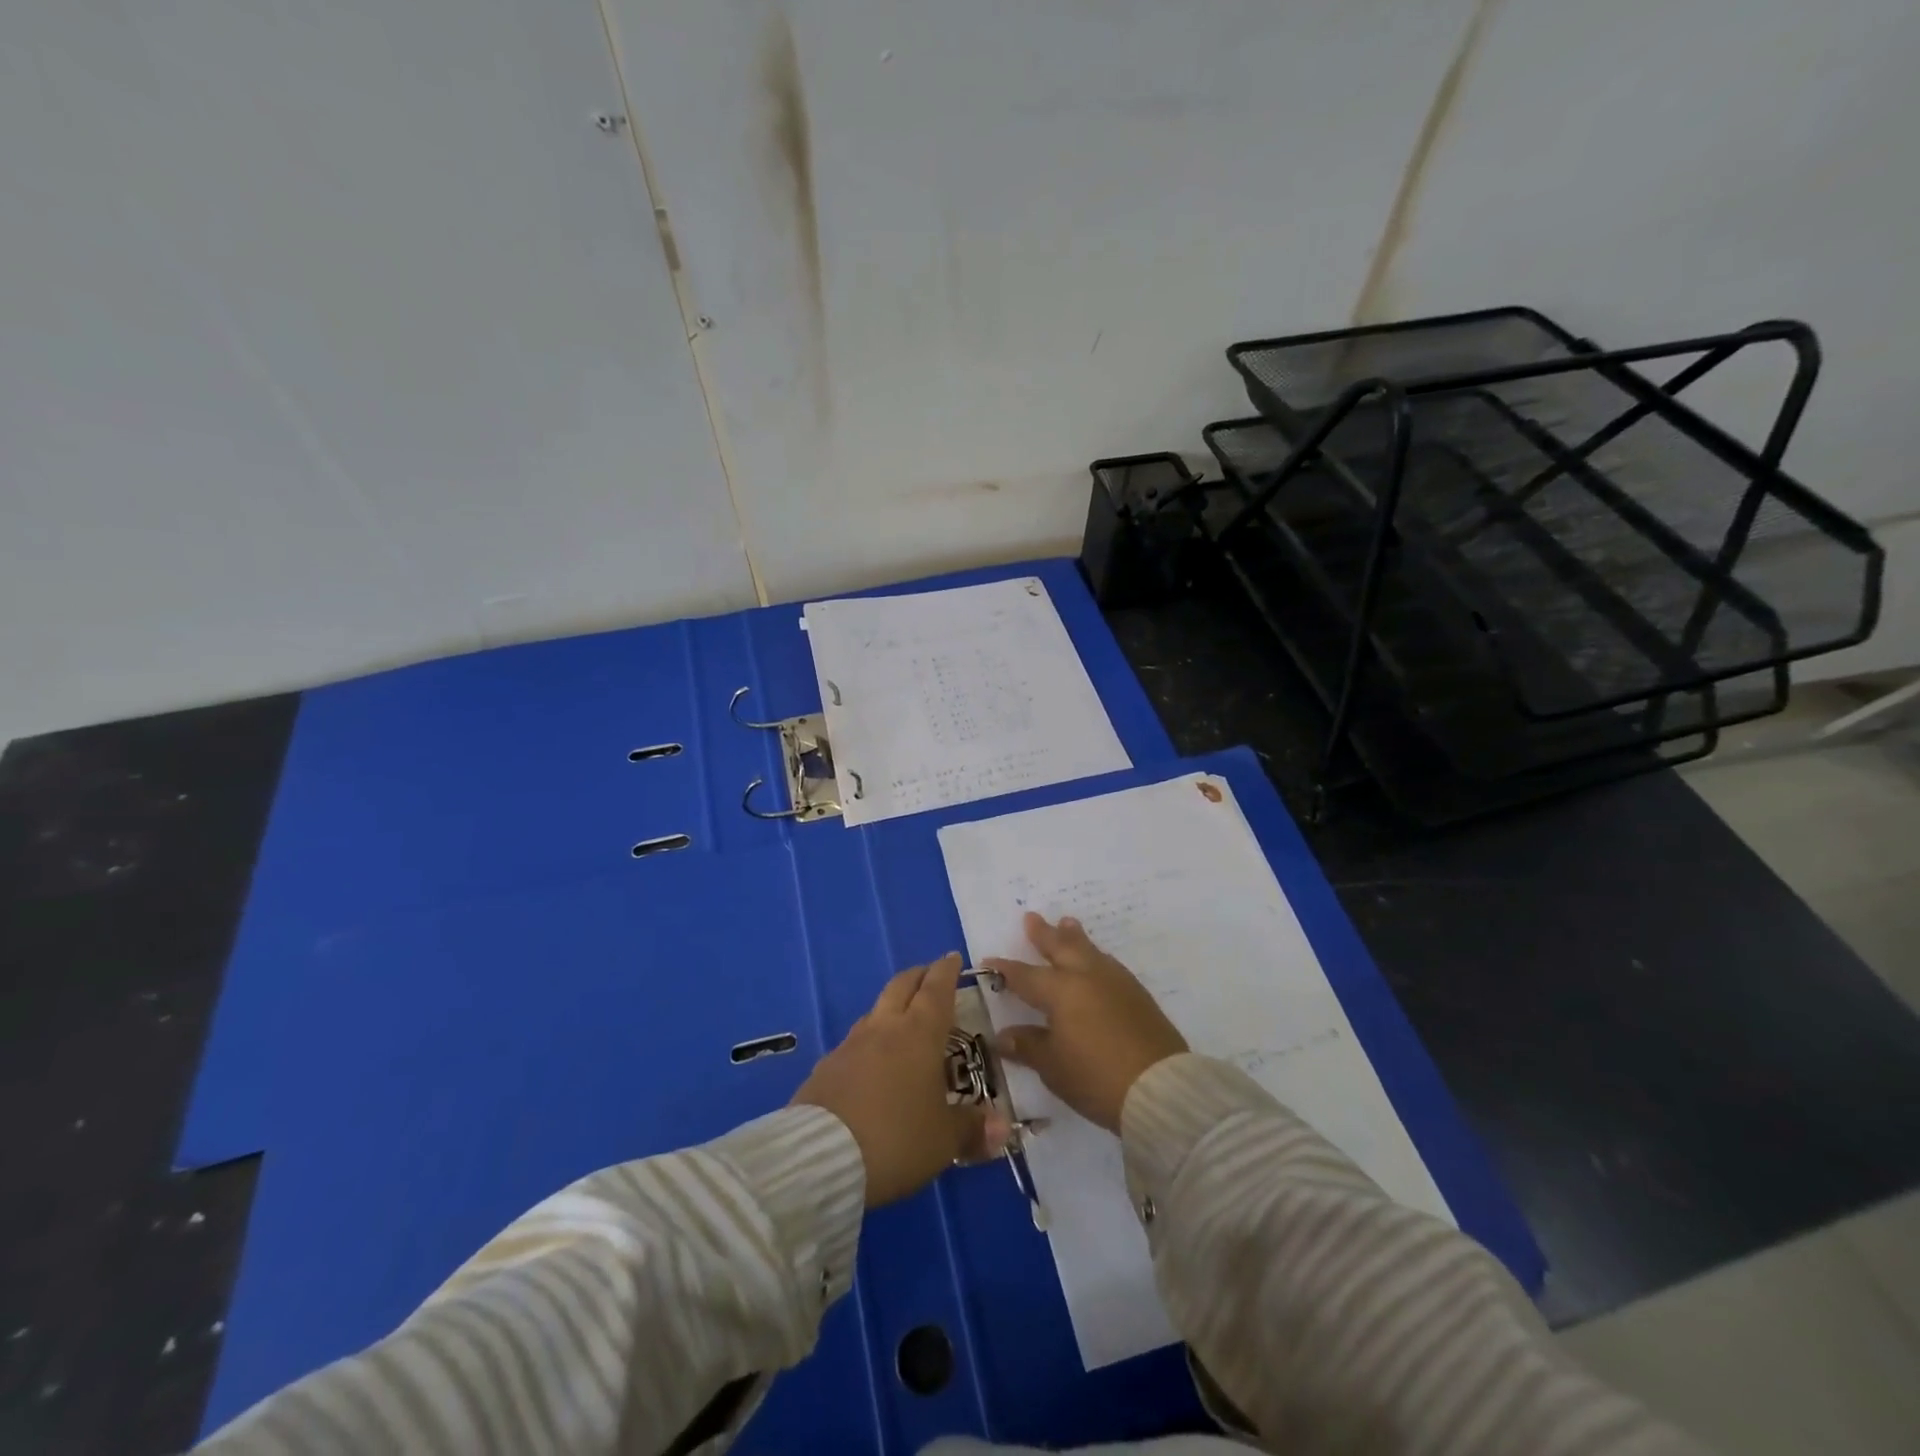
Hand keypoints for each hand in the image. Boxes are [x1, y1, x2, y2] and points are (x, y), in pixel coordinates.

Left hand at [792, 953, 1005, 1206]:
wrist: (820, 1156)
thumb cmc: (896, 1138)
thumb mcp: (943, 1140)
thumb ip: (972, 1129)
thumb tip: (1001, 1128)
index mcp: (919, 1034)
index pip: (936, 989)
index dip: (946, 972)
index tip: (952, 958)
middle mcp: (884, 1028)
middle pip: (901, 986)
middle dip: (918, 977)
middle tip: (930, 976)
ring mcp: (850, 1045)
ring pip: (875, 1011)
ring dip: (892, 1007)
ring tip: (903, 1020)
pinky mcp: (826, 1067)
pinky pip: (854, 1042)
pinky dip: (869, 1042)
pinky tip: (871, 1063)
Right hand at [984, 913, 1187, 1132]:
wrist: (1159, 1088)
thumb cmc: (1096, 1077)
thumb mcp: (1053, 1066)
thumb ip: (1028, 1046)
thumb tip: (1003, 1035)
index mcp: (1060, 991)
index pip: (1025, 976)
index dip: (1006, 969)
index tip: (989, 960)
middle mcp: (1086, 976)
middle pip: (1061, 947)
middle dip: (1044, 933)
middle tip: (1032, 917)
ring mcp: (1116, 982)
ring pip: (1089, 950)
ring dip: (1074, 937)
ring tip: (1067, 923)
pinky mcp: (1138, 994)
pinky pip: (1108, 964)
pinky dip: (1095, 956)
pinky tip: (1097, 960)